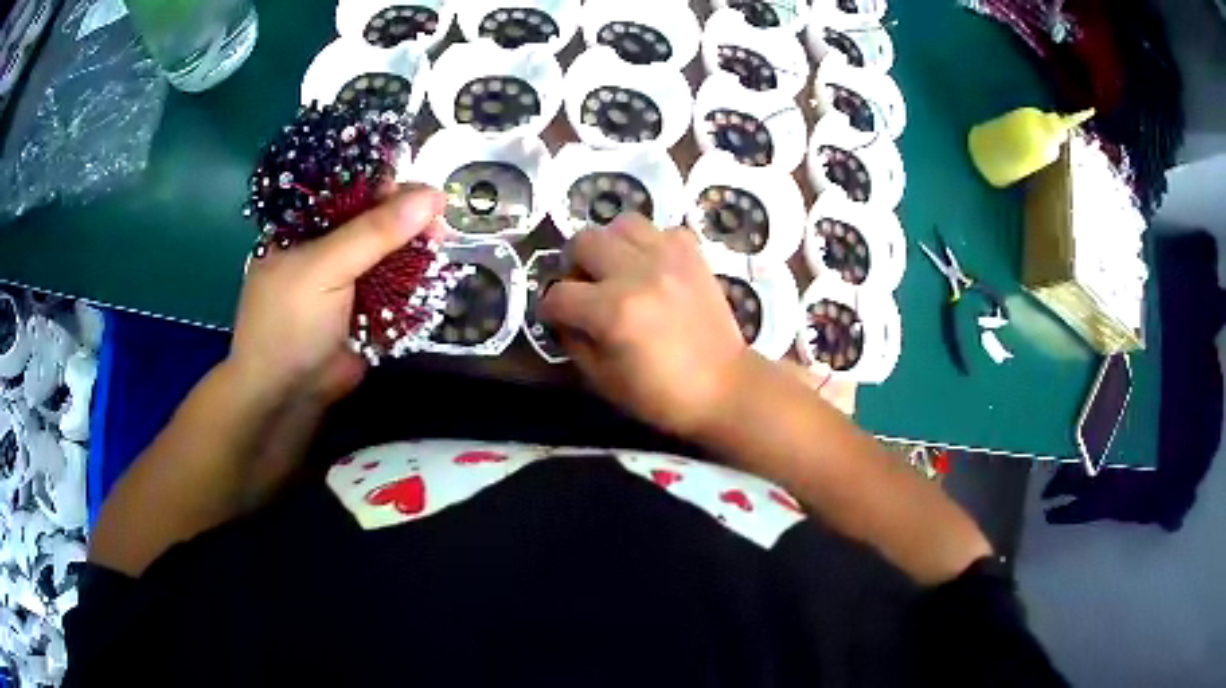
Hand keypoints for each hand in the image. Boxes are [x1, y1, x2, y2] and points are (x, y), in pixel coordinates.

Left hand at [227, 187, 445, 408]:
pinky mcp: (367, 308)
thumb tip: (434, 195)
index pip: (351, 190)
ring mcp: (348, 279)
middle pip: (376, 220)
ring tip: (439, 248)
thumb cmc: (289, 323)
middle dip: (408, 220)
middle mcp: (327, 246)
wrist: (287, 396)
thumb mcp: (325, 268)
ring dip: (416, 250)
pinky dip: (415, 281)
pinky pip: (397, 285)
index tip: (424, 192)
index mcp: (306, 226)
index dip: (388, 187)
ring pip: (390, 253)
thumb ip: (375, 231)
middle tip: (437, 225)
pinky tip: (433, 275)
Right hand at [540, 214, 751, 437]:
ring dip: (610, 245)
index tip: (556, 319)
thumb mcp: (603, 380)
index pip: (559, 295)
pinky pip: (662, 230)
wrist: (724, 387)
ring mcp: (669, 257)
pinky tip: (652, 268)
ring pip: (621, 223)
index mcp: (613, 311)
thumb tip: (563, 317)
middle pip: (582, 241)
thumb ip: (574, 342)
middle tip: (584, 287)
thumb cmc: (661, 395)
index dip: (550, 310)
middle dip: (573, 266)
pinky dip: (650, 244)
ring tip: (617, 269)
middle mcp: (638, 273)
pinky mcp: (693, 254)